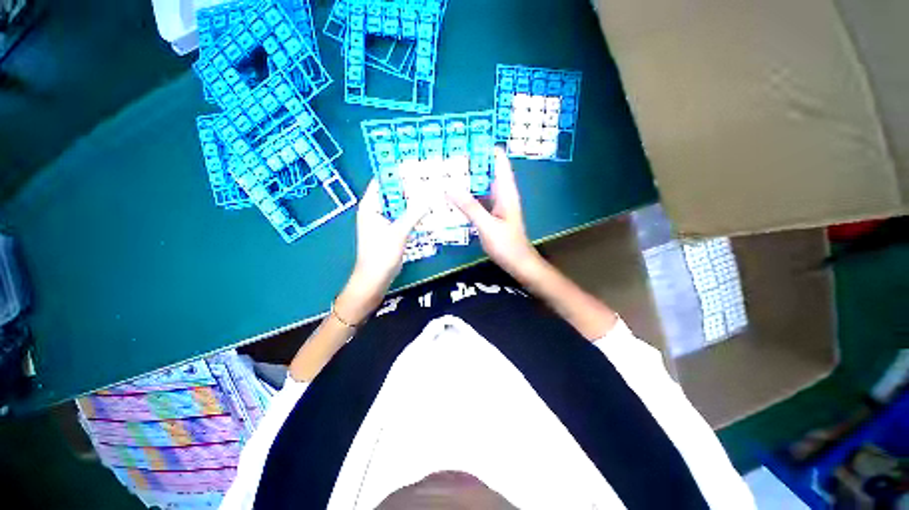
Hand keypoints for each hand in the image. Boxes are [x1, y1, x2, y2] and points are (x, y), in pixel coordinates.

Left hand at [337, 178, 428, 323]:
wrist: (375, 280)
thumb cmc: (381, 255)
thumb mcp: (399, 232)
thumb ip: (414, 213)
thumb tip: (430, 196)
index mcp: (370, 206)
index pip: (382, 182)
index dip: (396, 173)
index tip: (415, 166)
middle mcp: (375, 210)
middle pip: (393, 193)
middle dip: (409, 187)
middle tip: (428, 178)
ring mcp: (384, 221)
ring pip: (399, 206)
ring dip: (412, 201)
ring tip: (431, 191)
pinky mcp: (391, 231)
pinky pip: (403, 217)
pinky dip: (413, 213)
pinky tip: (427, 210)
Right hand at [449, 147, 542, 277]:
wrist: (518, 263)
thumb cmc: (507, 245)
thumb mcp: (486, 225)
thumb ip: (469, 207)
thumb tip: (449, 186)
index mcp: (506, 191)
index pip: (498, 160)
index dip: (485, 147)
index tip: (465, 139)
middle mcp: (502, 193)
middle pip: (487, 170)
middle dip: (470, 161)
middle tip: (448, 154)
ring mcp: (497, 204)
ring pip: (482, 184)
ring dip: (468, 178)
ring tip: (447, 170)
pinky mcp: (492, 214)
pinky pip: (478, 198)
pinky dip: (468, 194)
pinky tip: (454, 195)